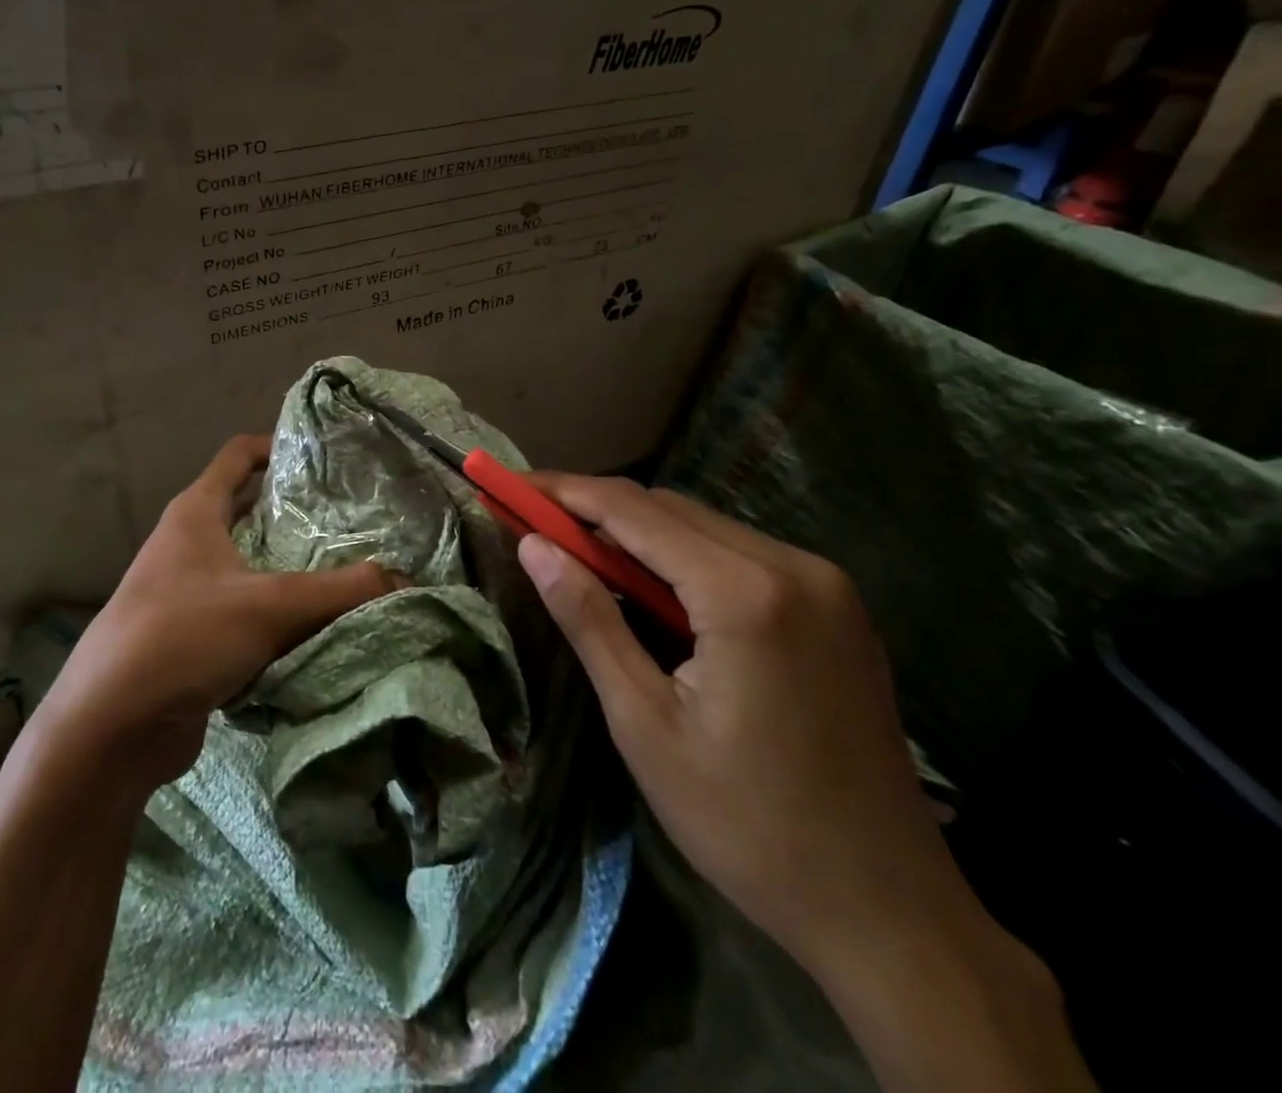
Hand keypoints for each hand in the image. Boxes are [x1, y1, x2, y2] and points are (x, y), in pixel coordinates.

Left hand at [41, 435, 397, 790]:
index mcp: (194, 513)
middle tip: (350, 522)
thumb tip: (406, 581)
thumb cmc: (183, 636)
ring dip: (288, 571)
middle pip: (246, 512)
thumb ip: (341, 592)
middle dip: (293, 516)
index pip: (237, 455)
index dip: (276, 445)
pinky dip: (274, 616)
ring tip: (343, 575)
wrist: (109, 727)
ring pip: (247, 567)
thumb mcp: (269, 606)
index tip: (323, 455)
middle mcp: (185, 544)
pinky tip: (312, 629)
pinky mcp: (187, 638)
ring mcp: (182, 592)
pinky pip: (241, 614)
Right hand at [517, 478, 1093, 1092]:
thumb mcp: (644, 722)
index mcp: (744, 593)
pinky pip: (739, 554)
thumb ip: (588, 619)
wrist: (888, 911)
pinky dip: (682, 555)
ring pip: (705, 526)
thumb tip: (532, 546)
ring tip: (579, 554)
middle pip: (670, 507)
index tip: (509, 486)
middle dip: (594, 507)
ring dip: (637, 531)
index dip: (563, 491)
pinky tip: (651, 590)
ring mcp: (825, 584)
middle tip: (534, 522)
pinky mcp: (837, 607)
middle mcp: (793, 566)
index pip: (632, 510)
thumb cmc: (746, 823)